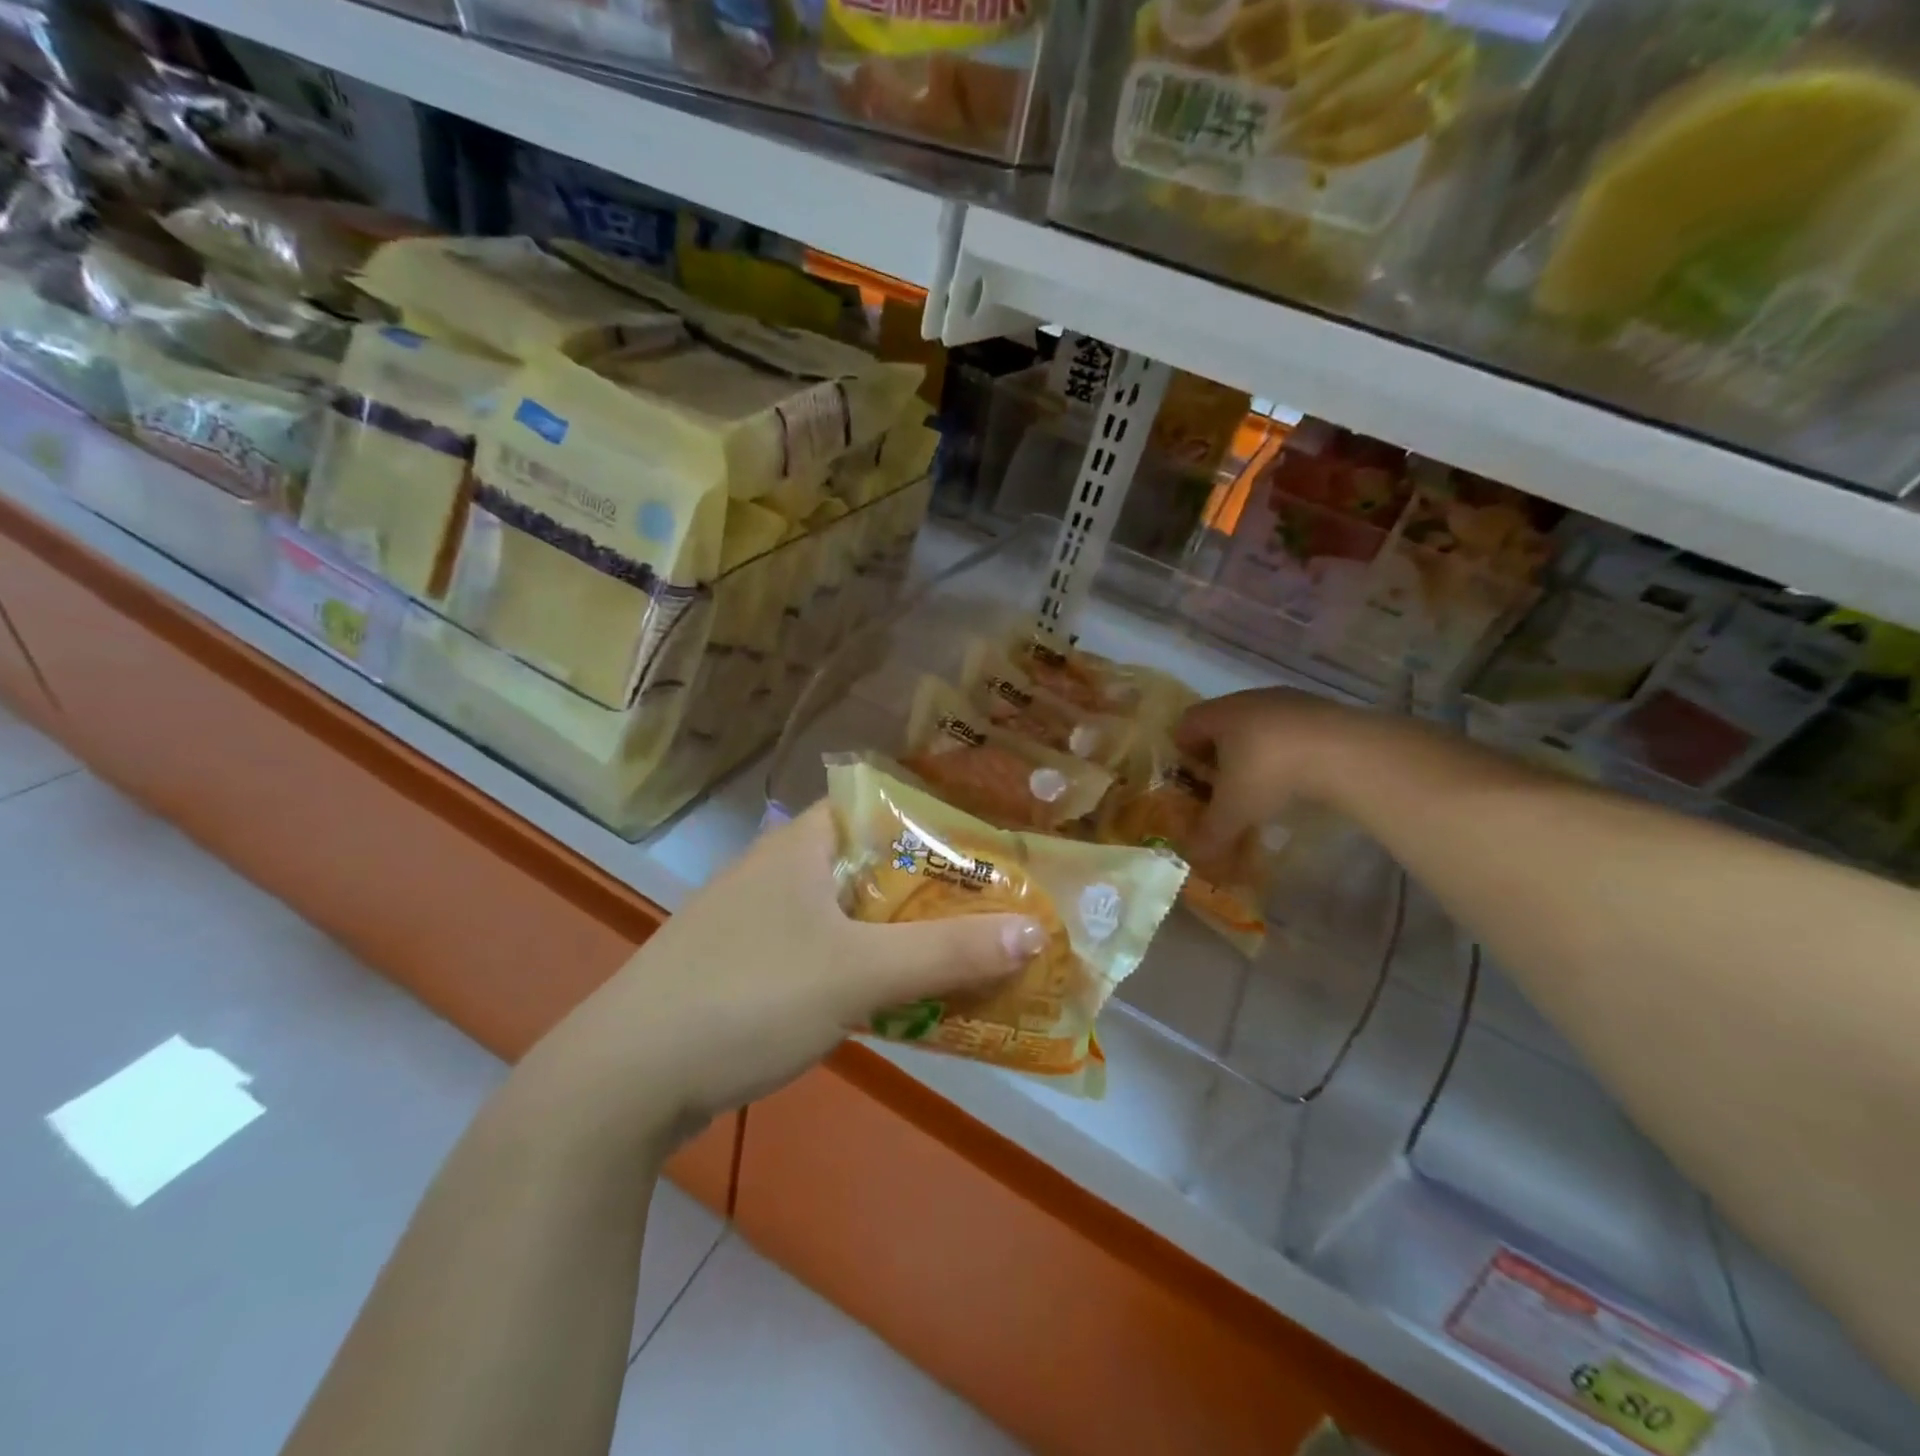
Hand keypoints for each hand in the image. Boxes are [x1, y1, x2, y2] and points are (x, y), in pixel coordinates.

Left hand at [516, 801, 1047, 1157]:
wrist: (624, 1080)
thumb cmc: (745, 997)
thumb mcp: (857, 973)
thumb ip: (947, 953)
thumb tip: (1035, 932)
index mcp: (802, 844)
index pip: (883, 803)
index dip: (941, 816)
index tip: (995, 840)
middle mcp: (784, 870)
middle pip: (878, 863)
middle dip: (938, 885)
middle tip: (1002, 902)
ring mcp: (764, 920)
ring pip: (856, 912)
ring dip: (909, 931)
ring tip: (971, 947)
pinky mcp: (754, 967)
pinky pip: (833, 952)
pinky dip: (873, 966)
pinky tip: (907, 994)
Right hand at [1175, 688, 1377, 856]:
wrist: (1345, 752)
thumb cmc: (1270, 773)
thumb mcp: (1234, 812)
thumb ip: (1210, 834)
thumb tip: (1194, 857)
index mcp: (1220, 715)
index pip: (1187, 724)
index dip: (1182, 749)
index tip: (1189, 775)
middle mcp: (1249, 700)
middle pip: (1223, 720)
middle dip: (1219, 750)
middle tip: (1223, 781)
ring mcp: (1289, 701)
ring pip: (1260, 722)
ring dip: (1256, 747)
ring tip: (1264, 780)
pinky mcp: (1323, 708)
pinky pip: (1293, 728)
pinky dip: (1288, 749)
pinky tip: (1299, 775)